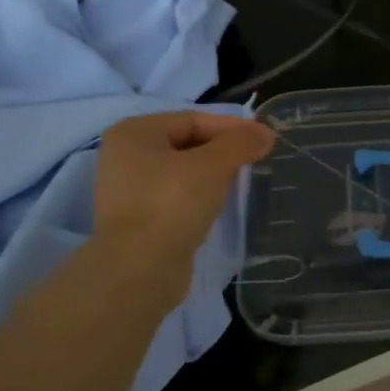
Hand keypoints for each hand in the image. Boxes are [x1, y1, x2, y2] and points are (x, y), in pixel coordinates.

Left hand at [91, 111, 274, 304]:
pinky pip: (175, 197)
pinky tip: (218, 205)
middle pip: (186, 143)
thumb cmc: (171, 205)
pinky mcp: (138, 219)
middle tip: (255, 159)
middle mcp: (124, 156)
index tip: (264, 139)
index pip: (192, 120)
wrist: (139, 270)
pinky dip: (198, 196)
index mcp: (133, 132)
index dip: (232, 127)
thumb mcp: (212, 166)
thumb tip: (265, 133)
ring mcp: (128, 190)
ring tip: (241, 182)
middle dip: (222, 150)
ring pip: (181, 172)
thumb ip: (240, 144)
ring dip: (212, 174)